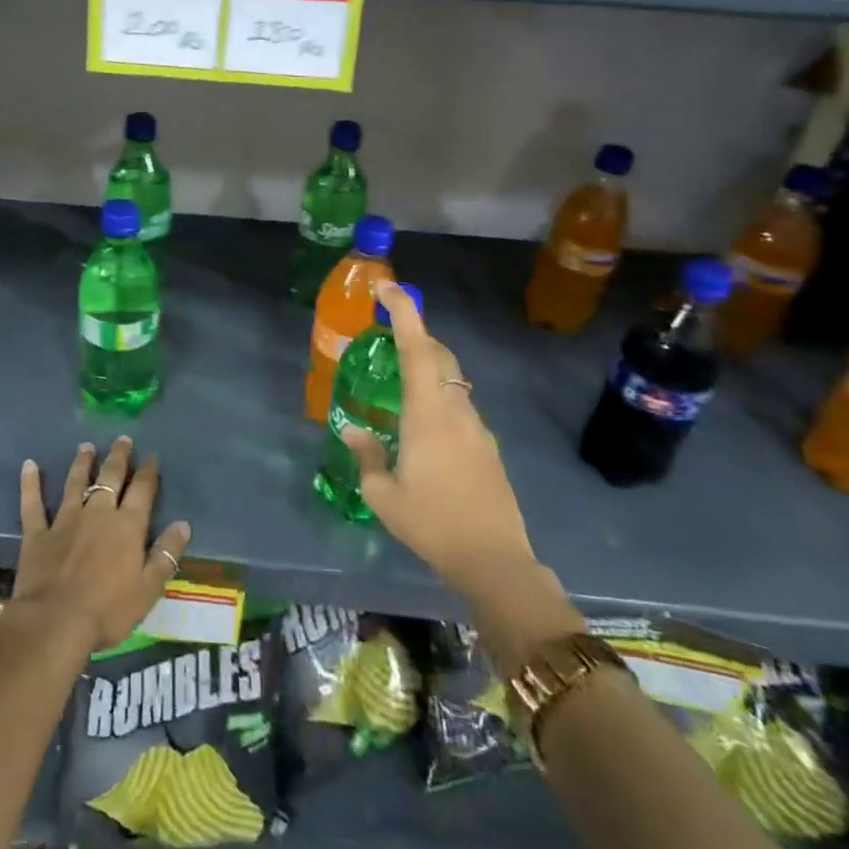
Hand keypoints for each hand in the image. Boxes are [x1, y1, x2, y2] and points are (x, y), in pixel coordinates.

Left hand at [13, 437, 191, 654]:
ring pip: (75, 482)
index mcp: (127, 525)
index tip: (152, 455)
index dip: (148, 471)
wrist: (55, 622)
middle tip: (122, 439)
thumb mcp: (149, 589)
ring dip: (82, 463)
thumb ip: (166, 554)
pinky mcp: (38, 533)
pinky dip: (30, 483)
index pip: (142, 490)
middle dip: (118, 457)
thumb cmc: (108, 610)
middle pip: (110, 477)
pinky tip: (29, 465)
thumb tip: (184, 524)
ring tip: (86, 446)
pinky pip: (33, 503)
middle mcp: (98, 512)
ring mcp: (65, 519)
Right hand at [340, 281, 540, 593]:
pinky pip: (459, 404)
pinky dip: (438, 395)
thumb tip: (353, 430)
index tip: (385, 288)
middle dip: (414, 334)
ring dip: (427, 365)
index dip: (403, 311)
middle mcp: (455, 408)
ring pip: (451, 379)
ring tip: (398, 381)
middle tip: (385, 336)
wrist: (495, 560)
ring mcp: (476, 425)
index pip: (416, 346)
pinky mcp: (487, 445)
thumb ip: (366, 456)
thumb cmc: (433, 523)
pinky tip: (422, 427)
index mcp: (428, 411)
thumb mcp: (383, 496)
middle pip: (438, 354)